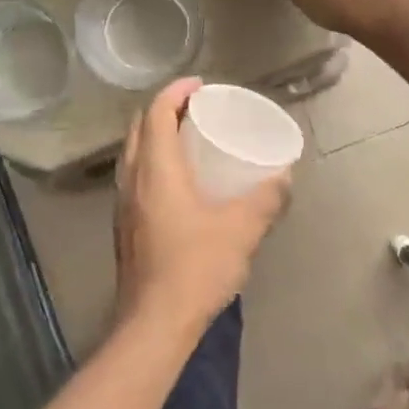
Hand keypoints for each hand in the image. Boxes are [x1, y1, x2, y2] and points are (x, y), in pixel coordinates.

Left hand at [114, 78, 288, 341]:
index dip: (175, 91)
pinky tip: (178, 182)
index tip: (200, 85)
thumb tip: (284, 176)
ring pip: (133, 153)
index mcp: (156, 170)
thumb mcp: (241, 230)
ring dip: (155, 136)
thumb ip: (266, 200)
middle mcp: (132, 179)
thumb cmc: (195, 268)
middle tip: (196, 109)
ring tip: (188, 139)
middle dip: (164, 109)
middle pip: (139, 128)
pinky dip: (153, 162)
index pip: (156, 113)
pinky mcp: (124, 226)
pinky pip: (135, 176)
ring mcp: (123, 204)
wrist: (153, 324)